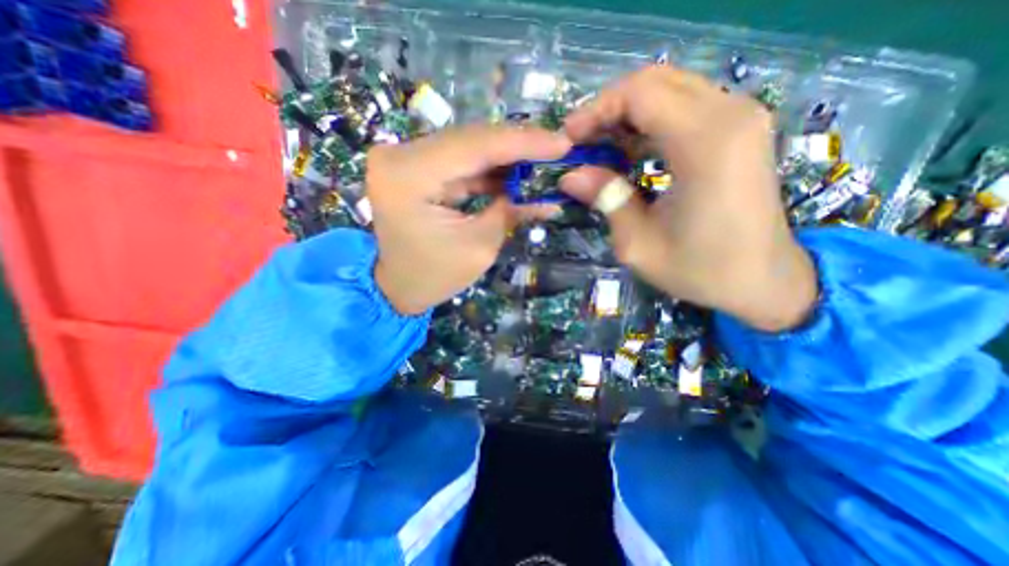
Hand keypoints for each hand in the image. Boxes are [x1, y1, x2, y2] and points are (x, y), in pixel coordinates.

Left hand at [373, 125, 574, 315]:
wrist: (397, 286)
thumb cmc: (434, 276)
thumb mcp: (480, 246)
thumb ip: (511, 211)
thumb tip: (549, 196)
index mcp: (407, 176)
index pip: (474, 146)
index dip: (522, 142)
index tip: (561, 142)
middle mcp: (398, 155)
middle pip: (470, 139)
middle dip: (517, 145)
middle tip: (557, 148)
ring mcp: (403, 158)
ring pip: (467, 146)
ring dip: (506, 155)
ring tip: (543, 160)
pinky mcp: (413, 167)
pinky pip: (459, 160)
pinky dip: (489, 167)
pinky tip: (516, 171)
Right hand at [561, 66, 817, 331]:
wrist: (762, 279)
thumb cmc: (699, 269)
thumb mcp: (638, 244)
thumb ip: (606, 200)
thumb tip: (570, 176)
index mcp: (706, 145)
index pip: (641, 94)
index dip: (597, 109)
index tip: (569, 136)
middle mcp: (731, 116)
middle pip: (655, 81)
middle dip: (609, 108)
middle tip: (582, 141)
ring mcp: (742, 117)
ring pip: (670, 89)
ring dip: (628, 114)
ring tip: (600, 147)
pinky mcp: (741, 128)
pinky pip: (686, 105)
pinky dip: (651, 120)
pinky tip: (631, 149)